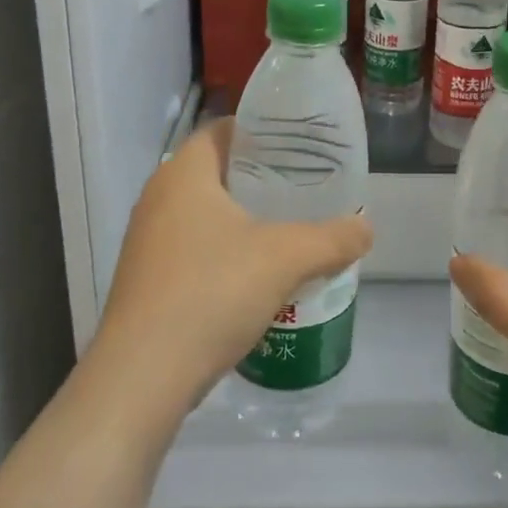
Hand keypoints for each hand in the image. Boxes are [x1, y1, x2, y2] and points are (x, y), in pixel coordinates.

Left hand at [88, 120, 373, 427]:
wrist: (142, 377)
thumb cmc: (211, 292)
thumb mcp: (286, 258)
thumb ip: (333, 238)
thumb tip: (366, 228)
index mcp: (184, 173)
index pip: (224, 130)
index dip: (263, 131)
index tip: (300, 145)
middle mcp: (158, 198)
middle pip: (218, 171)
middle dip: (262, 177)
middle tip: (305, 185)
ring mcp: (148, 241)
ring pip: (206, 213)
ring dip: (245, 218)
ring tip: (290, 227)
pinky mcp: (148, 279)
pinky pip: (196, 248)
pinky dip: (227, 250)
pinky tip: (259, 274)